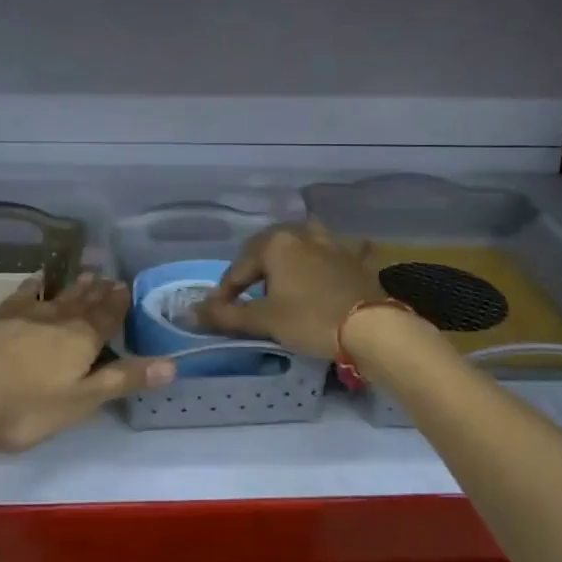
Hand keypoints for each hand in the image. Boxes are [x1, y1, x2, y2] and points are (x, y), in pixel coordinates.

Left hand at [0, 274, 174, 452]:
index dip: (117, 305)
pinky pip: (20, 295)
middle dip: (98, 292)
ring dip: (72, 287)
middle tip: (109, 276)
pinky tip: (35, 280)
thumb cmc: (23, 407)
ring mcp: (21, 315)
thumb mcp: (80, 402)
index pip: (106, 318)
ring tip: (85, 274)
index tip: (126, 286)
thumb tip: (172, 365)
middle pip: (82, 303)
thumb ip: (122, 381)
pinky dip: (33, 286)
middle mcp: (55, 320)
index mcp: (80, 341)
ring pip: (55, 296)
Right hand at [197, 222, 386, 360]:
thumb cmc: (310, 319)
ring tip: (284, 276)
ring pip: (303, 242)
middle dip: (255, 268)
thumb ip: (226, 315)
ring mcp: (332, 244)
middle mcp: (301, 234)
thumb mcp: (264, 320)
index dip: (225, 291)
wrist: (371, 327)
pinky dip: (335, 256)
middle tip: (247, 294)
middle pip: (268, 248)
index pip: (239, 267)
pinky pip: (340, 251)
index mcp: (275, 243)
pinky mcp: (355, 259)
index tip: (218, 313)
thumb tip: (190, 313)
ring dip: (291, 255)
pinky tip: (337, 259)